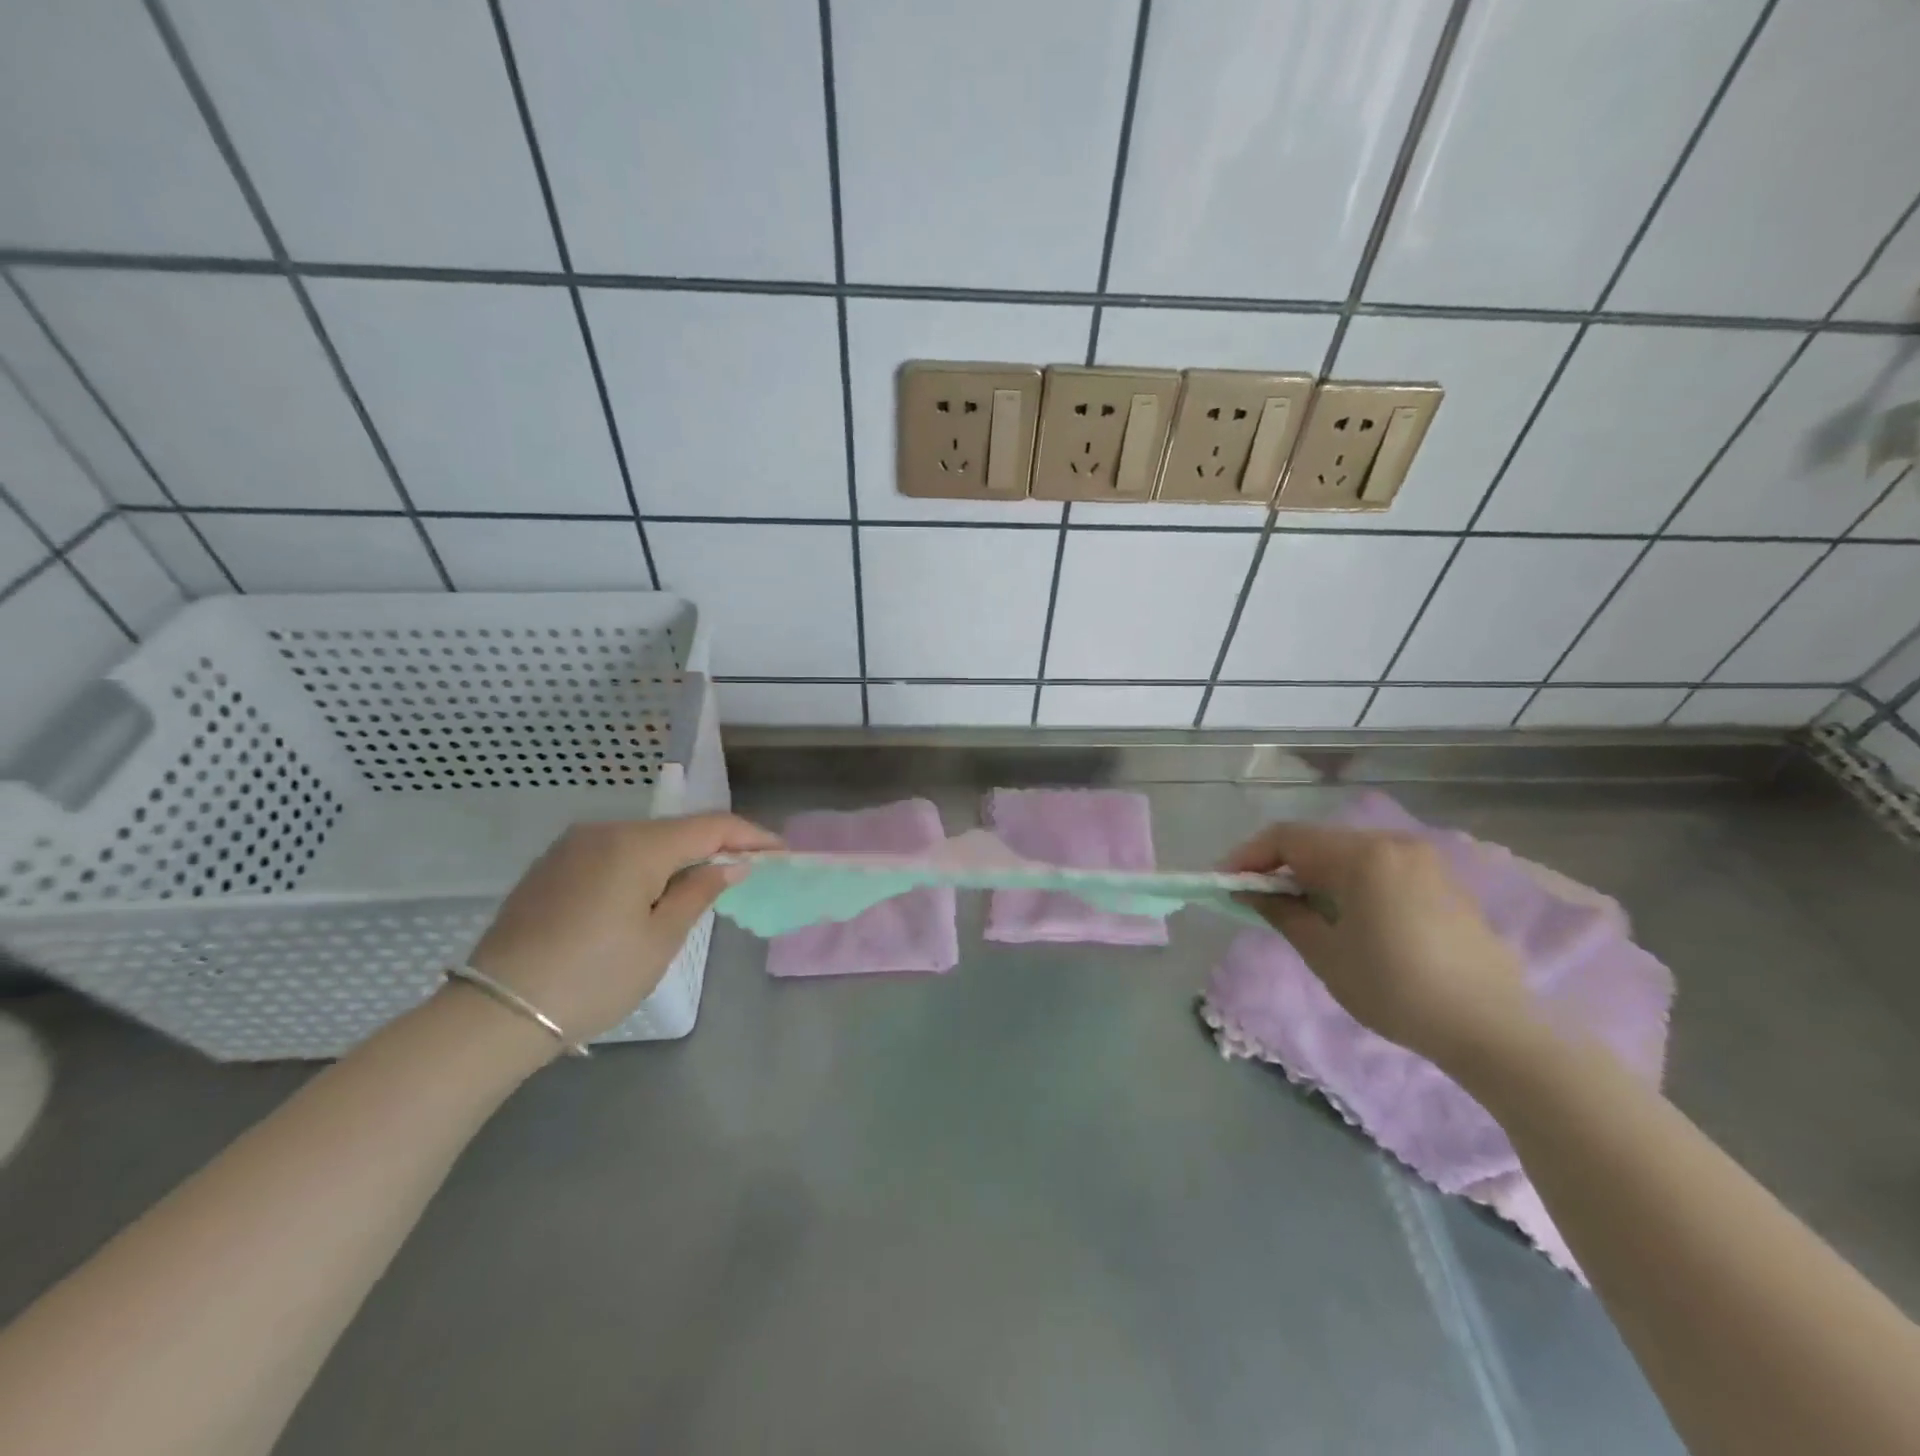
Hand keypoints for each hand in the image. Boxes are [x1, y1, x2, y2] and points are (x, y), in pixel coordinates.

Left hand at [467, 813, 779, 1045]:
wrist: (495, 1013)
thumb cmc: (592, 979)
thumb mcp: (659, 940)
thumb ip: (699, 892)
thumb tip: (731, 864)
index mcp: (636, 845)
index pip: (710, 826)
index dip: (751, 836)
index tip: (781, 852)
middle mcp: (605, 831)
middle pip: (677, 829)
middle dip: (716, 846)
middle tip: (749, 870)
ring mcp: (573, 845)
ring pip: (645, 840)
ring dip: (680, 856)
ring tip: (705, 883)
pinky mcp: (553, 865)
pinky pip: (615, 852)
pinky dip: (645, 865)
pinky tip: (653, 890)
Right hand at [1222, 822, 1533, 1068]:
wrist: (1493, 1030)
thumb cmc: (1397, 991)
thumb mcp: (1326, 954)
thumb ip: (1282, 912)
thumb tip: (1250, 890)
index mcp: (1362, 856)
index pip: (1287, 838)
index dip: (1249, 856)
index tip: (1225, 883)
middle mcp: (1393, 844)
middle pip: (1318, 842)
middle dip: (1281, 867)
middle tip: (1257, 900)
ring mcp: (1422, 860)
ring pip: (1347, 855)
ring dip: (1314, 875)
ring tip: (1298, 912)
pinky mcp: (1442, 881)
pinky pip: (1378, 868)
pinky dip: (1348, 883)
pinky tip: (1345, 917)